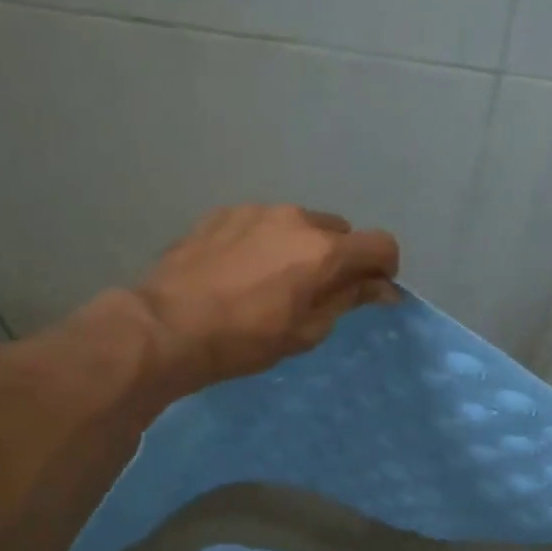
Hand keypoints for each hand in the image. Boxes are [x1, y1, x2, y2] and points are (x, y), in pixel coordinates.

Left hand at [134, 203, 400, 385]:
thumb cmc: (244, 340)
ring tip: (272, 281)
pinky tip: (241, 270)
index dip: (384, 268)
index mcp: (324, 250)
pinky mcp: (224, 213)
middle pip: (339, 231)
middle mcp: (296, 218)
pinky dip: (266, 242)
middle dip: (339, 257)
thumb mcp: (306, 331)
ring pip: (299, 224)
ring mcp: (257, 211)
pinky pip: (262, 223)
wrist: (168, 326)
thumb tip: (381, 287)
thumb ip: (348, 300)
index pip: (380, 244)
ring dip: (301, 247)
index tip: (369, 290)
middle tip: (316, 291)